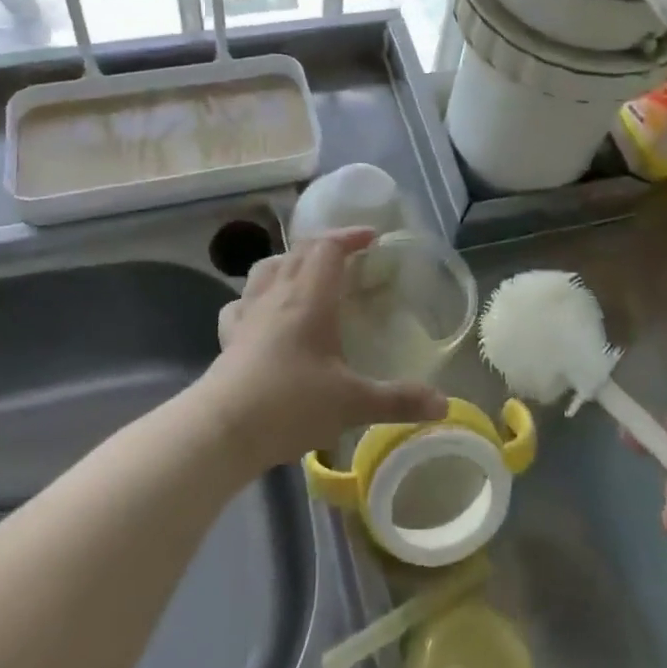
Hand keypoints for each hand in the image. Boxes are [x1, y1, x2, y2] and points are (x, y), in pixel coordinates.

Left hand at [200, 228, 448, 469]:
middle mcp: (277, 295)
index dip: (350, 237)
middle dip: (325, 246)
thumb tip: (444, 404)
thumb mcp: (353, 404)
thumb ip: (399, 400)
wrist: (222, 430)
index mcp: (309, 298)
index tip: (372, 238)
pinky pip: (242, 301)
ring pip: (267, 268)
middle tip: (348, 256)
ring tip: (306, 275)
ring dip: (289, 261)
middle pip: (299, 252)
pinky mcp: (229, 336)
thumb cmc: (291, 405)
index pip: (328, 248)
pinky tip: (263, 312)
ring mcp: (248, 313)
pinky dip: (257, 296)